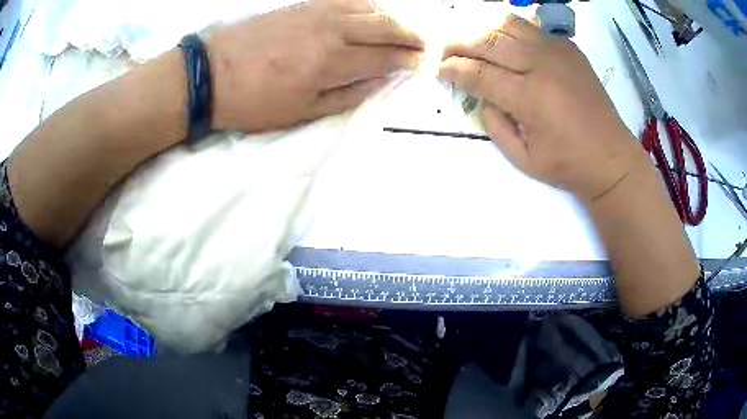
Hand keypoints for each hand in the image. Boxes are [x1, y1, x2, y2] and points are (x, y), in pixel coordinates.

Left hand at [206, 0, 422, 133]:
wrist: (211, 74)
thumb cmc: (254, 102)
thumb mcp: (301, 113)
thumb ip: (345, 97)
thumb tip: (378, 83)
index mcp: (332, 63)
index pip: (385, 58)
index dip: (408, 60)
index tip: (423, 62)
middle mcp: (333, 31)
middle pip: (385, 27)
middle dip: (411, 35)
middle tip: (424, 43)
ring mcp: (318, 12)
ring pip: (370, 8)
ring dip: (393, 17)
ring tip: (403, 27)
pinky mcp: (304, 4)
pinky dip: (368, 3)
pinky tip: (373, 10)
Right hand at [438, 15, 645, 202]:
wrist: (612, 158)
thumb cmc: (568, 164)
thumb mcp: (523, 159)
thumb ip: (494, 125)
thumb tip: (481, 97)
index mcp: (529, 98)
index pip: (478, 72)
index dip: (452, 69)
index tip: (440, 71)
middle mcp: (541, 65)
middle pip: (488, 41)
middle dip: (458, 44)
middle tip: (446, 52)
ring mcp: (557, 52)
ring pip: (507, 25)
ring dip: (483, 31)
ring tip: (474, 44)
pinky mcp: (569, 48)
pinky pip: (532, 28)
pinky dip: (511, 32)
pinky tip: (507, 44)